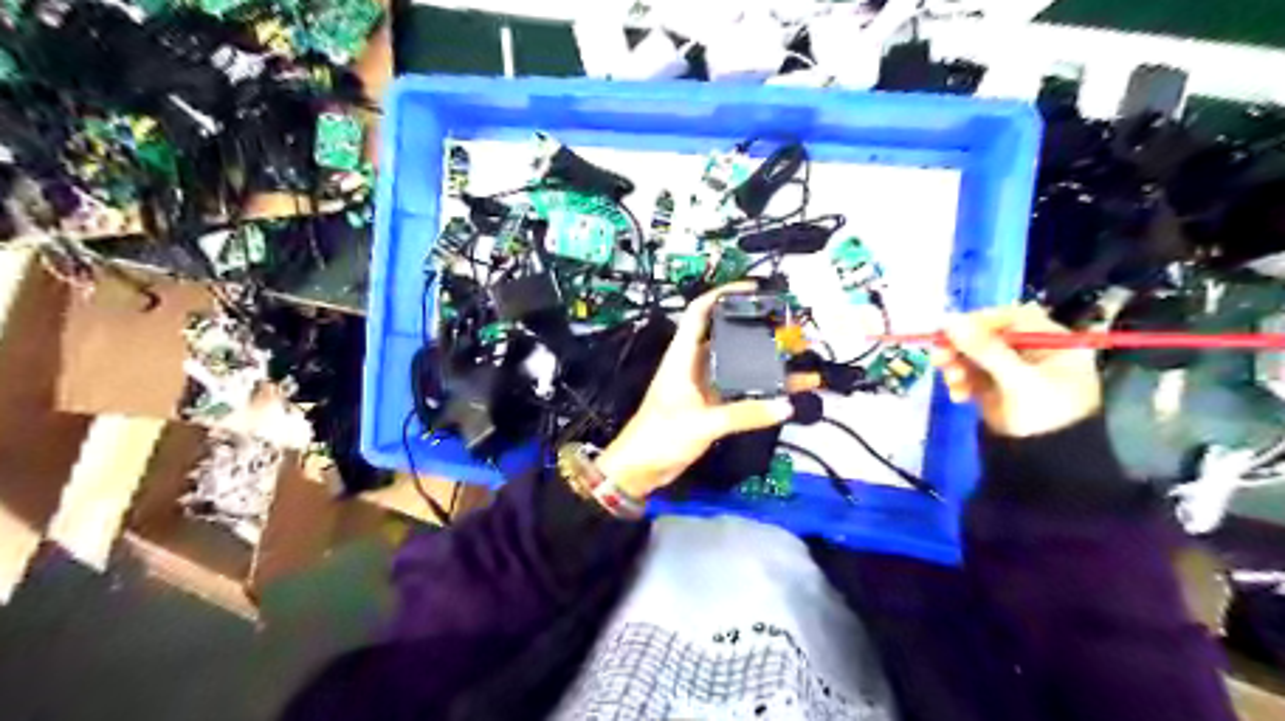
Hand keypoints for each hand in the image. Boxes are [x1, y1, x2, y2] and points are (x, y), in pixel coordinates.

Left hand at [601, 285, 793, 498]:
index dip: (723, 294)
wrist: (641, 469)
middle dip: (756, 328)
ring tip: (796, 355)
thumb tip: (785, 406)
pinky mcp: (710, 405)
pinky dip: (761, 388)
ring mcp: (703, 385)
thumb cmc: (660, 437)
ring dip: (763, 360)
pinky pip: (741, 389)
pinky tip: (785, 390)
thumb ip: (744, 415)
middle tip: (787, 327)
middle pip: (726, 335)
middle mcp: (693, 365)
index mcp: (682, 357)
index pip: (699, 312)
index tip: (752, 290)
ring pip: (737, 363)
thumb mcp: (703, 423)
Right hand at [931, 302, 1097, 434]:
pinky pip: (970, 376)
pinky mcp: (995, 390)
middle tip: (939, 356)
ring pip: (975, 356)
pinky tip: (958, 395)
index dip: (982, 321)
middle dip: (963, 347)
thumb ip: (985, 349)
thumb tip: (949, 320)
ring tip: (950, 381)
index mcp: (1053, 344)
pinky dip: (960, 382)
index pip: (1013, 318)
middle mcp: (1033, 353)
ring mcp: (1012, 372)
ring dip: (957, 365)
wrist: (1049, 467)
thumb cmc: (1046, 417)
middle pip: (989, 336)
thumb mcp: (1018, 380)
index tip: (953, 330)